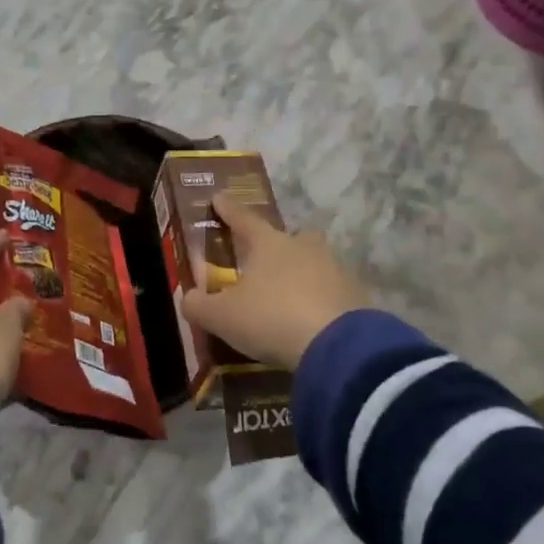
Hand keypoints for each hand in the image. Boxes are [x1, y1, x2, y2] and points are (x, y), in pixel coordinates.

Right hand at [180, 195, 370, 370]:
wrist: (338, 346)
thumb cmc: (271, 318)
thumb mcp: (222, 317)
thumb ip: (199, 306)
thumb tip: (188, 297)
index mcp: (268, 243)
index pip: (243, 218)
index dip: (228, 209)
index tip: (218, 197)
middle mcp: (303, 248)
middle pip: (290, 237)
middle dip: (278, 244)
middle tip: (265, 258)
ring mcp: (334, 270)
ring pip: (314, 263)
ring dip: (301, 274)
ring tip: (287, 296)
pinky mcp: (356, 297)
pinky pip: (331, 292)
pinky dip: (319, 301)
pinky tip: (311, 320)